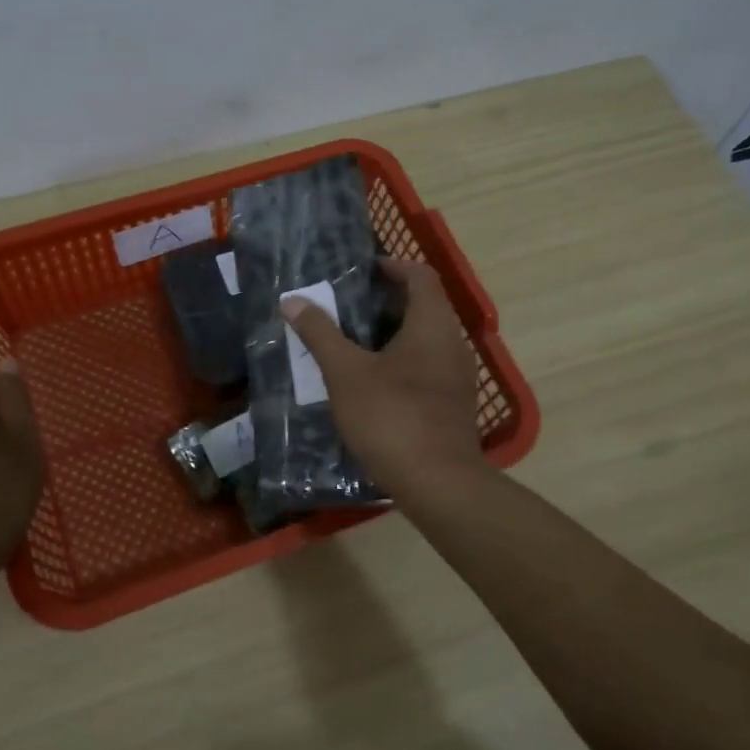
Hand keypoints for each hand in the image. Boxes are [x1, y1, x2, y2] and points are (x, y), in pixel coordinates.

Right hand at [281, 259, 483, 496]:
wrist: (438, 482)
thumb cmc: (391, 417)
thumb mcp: (346, 373)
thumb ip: (320, 333)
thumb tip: (292, 300)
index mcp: (432, 324)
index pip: (420, 276)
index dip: (392, 266)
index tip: (361, 272)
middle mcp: (453, 343)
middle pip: (423, 307)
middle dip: (384, 303)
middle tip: (345, 309)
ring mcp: (457, 376)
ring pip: (425, 340)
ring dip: (391, 335)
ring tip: (352, 345)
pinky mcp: (454, 404)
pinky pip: (428, 367)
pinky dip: (401, 363)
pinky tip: (372, 384)